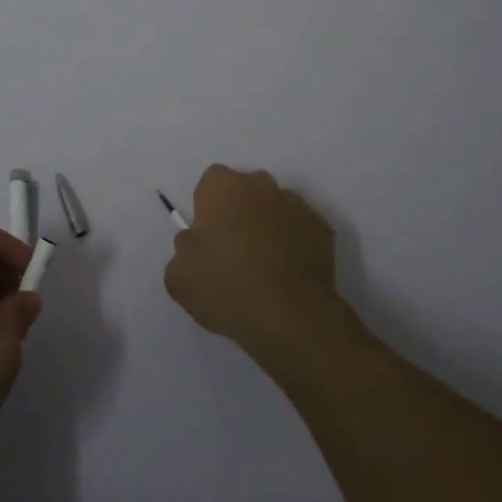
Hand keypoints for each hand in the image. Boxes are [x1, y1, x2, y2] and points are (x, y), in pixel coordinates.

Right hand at [164, 164, 344, 363]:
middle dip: (239, 212)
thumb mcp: (179, 276)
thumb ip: (183, 249)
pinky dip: (294, 245)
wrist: (291, 318)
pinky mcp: (322, 229)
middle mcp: (261, 185)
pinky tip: (288, 276)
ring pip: (274, 209)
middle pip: (245, 191)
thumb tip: (195, 243)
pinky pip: (300, 230)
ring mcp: (296, 205)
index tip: (208, 239)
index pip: (210, 183)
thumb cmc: (227, 288)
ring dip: (268, 227)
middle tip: (234, 252)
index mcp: (224, 186)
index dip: (207, 209)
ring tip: (265, 268)